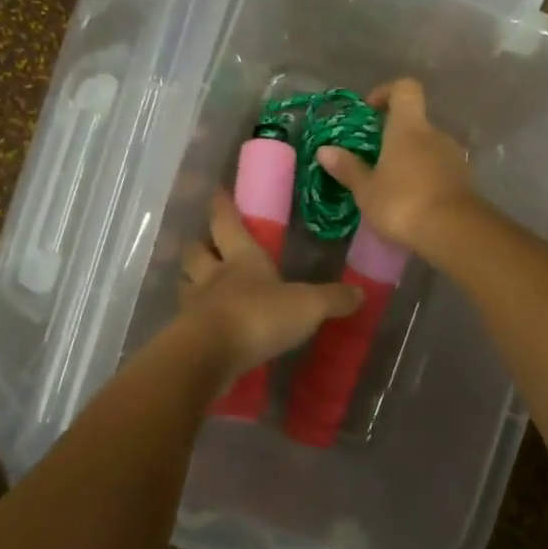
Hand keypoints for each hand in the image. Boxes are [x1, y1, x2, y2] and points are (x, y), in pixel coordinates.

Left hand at [179, 193, 361, 381]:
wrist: (210, 355)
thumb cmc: (259, 316)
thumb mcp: (307, 306)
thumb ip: (332, 299)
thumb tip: (360, 292)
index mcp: (242, 258)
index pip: (228, 223)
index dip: (222, 207)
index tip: (216, 193)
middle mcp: (214, 276)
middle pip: (197, 252)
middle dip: (200, 245)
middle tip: (205, 242)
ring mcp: (196, 305)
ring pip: (186, 283)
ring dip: (190, 279)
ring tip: (197, 281)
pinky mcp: (187, 336)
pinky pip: (187, 320)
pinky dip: (192, 318)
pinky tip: (203, 325)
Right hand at [316, 79, 479, 254]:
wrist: (453, 232)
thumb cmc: (402, 202)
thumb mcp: (366, 189)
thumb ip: (347, 168)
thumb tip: (324, 150)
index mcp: (409, 127)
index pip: (405, 88)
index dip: (387, 93)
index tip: (370, 111)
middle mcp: (435, 134)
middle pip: (415, 121)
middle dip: (394, 136)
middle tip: (374, 159)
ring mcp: (454, 156)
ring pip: (428, 147)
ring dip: (410, 158)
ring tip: (391, 185)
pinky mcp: (464, 179)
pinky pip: (439, 168)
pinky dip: (425, 177)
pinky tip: (412, 201)